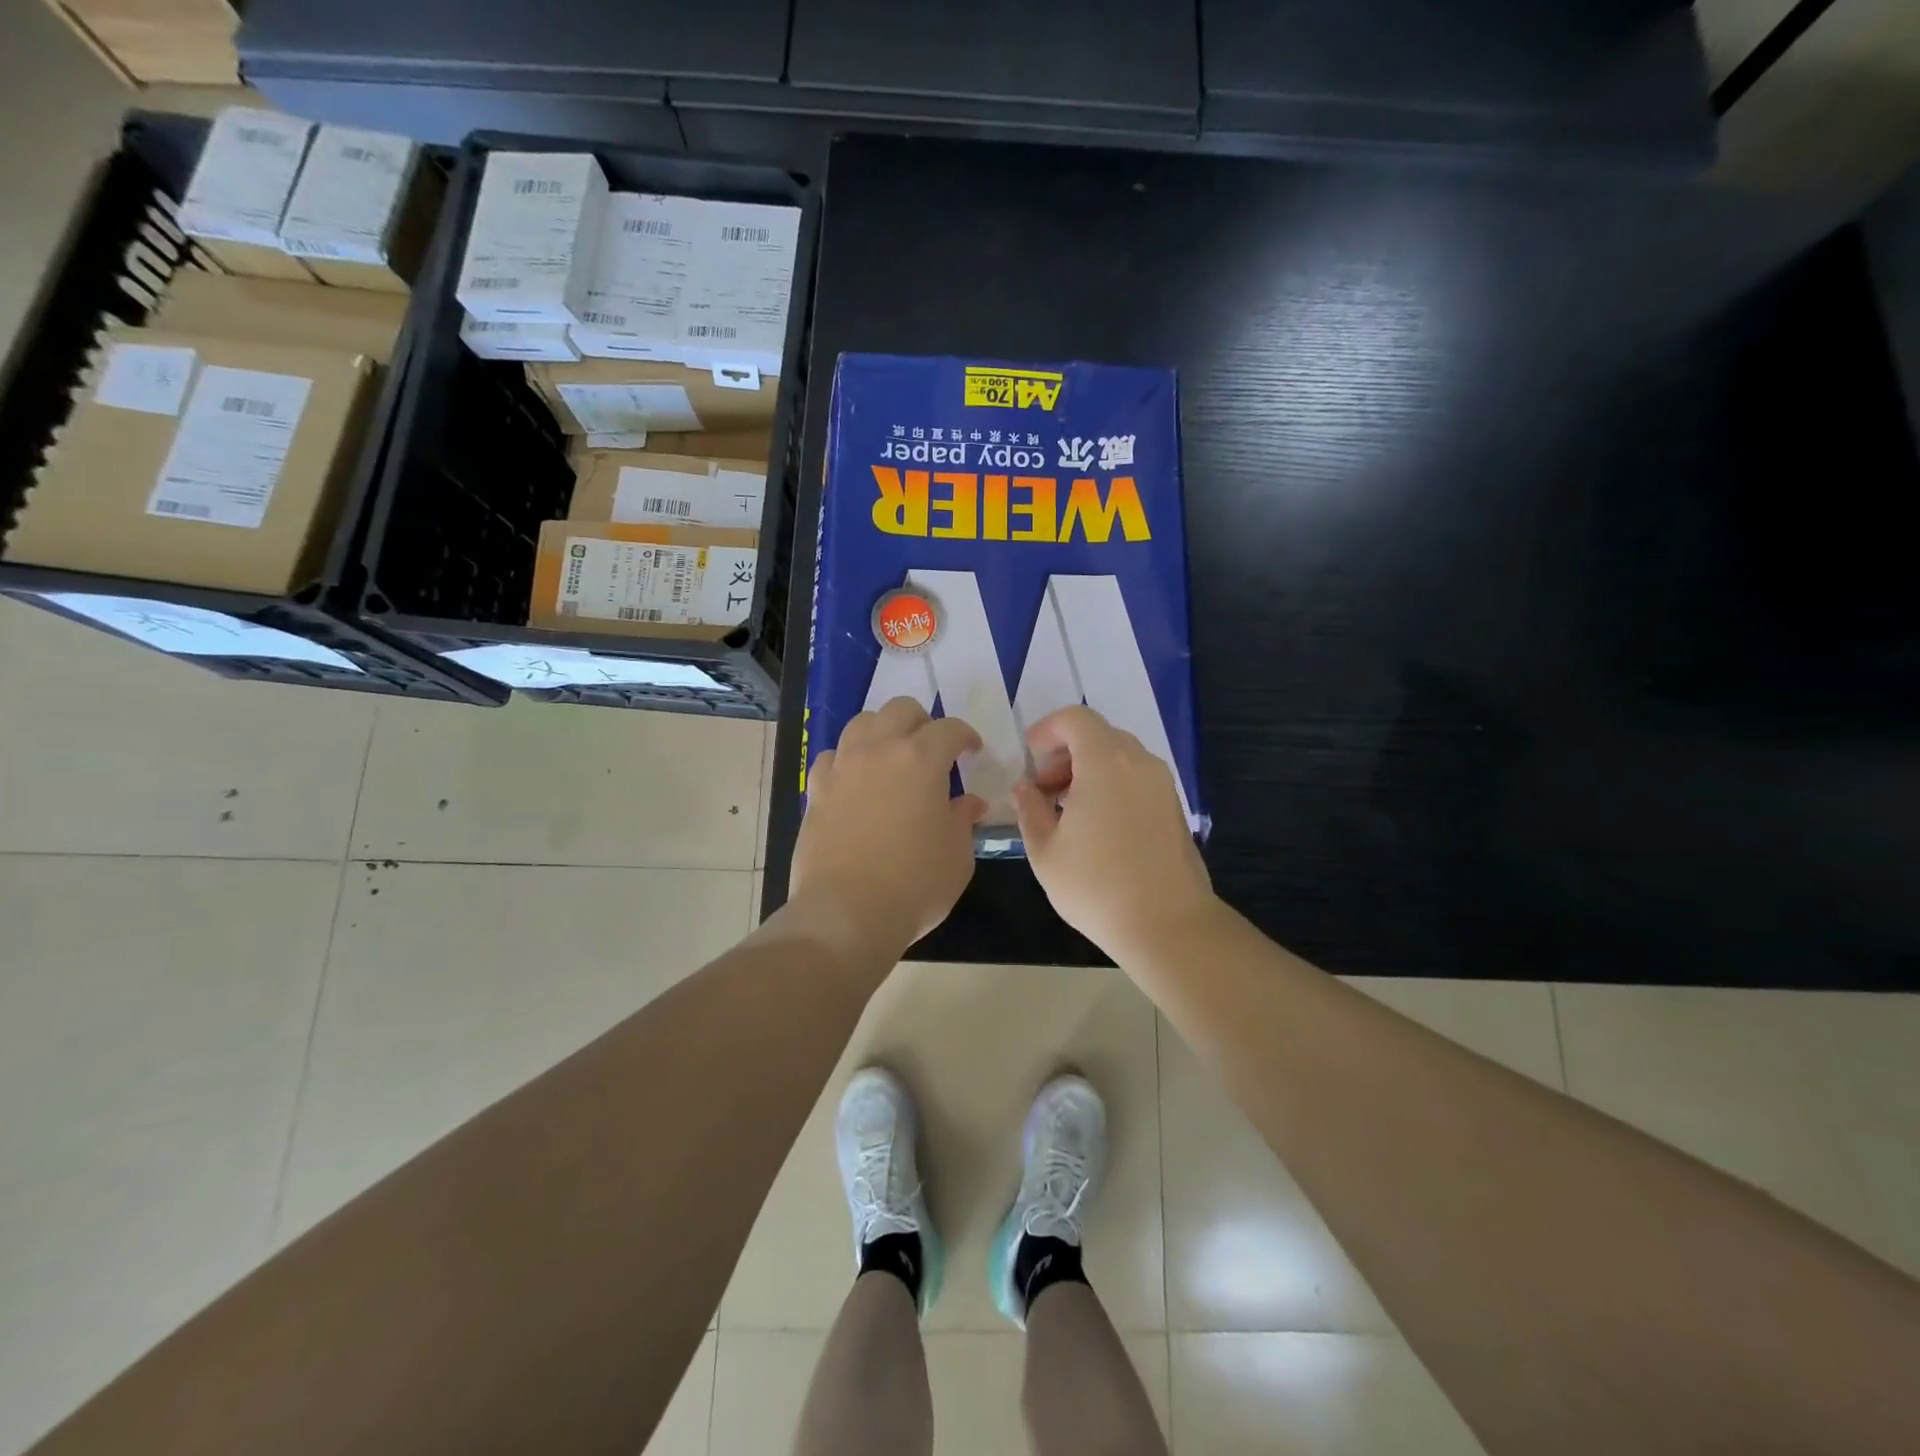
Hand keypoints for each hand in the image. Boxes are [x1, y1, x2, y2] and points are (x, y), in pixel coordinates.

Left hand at [790, 697, 986, 963]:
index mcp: (921, 759)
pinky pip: (833, 757)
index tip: (972, 750)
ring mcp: (843, 767)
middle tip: (932, 748)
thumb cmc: (915, 883)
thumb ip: (963, 820)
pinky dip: (848, 760)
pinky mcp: (817, 790)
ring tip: (892, 756)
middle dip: (922, 722)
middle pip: (900, 709)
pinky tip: (856, 781)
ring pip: (862, 723)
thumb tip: (969, 804)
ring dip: (883, 731)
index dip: (965, 736)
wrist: (846, 912)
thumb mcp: (957, 855)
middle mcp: (879, 750)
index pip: (949, 729)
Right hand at [1012, 706, 1216, 961]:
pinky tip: (1097, 826)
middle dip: (1065, 753)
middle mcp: (1139, 763)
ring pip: (1119, 757)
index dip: (1047, 730)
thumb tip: (1024, 789)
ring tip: (1067, 811)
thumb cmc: (1097, 886)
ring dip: (1088, 771)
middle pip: (1098, 735)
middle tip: (1044, 790)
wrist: (1167, 925)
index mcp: (1105, 763)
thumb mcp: (1046, 852)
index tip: (1029, 759)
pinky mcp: (1174, 807)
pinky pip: (1136, 778)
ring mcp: (1162, 784)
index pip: (1076, 719)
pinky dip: (1112, 785)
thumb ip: (1030, 810)